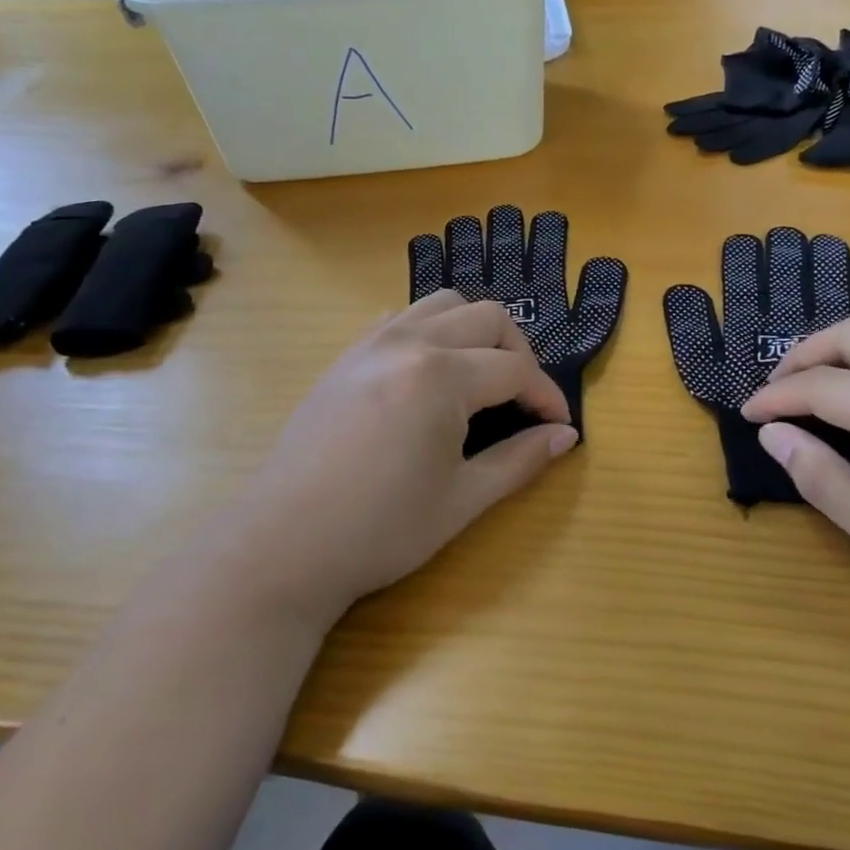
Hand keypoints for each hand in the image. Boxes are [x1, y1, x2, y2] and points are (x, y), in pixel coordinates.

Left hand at [211, 291, 576, 632]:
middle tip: (523, 401)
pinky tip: (429, 373)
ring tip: (481, 377)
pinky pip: (401, 317)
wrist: (284, 545)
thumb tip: (566, 436)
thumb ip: (521, 460)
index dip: (546, 396)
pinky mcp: (346, 355)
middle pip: (488, 318)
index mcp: (441, 376)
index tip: (560, 426)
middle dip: (520, 354)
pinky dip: (431, 330)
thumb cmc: (380, 530)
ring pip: (444, 304)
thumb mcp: (462, 499)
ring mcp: (371, 342)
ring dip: (476, 331)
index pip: (516, 370)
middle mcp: (409, 342)